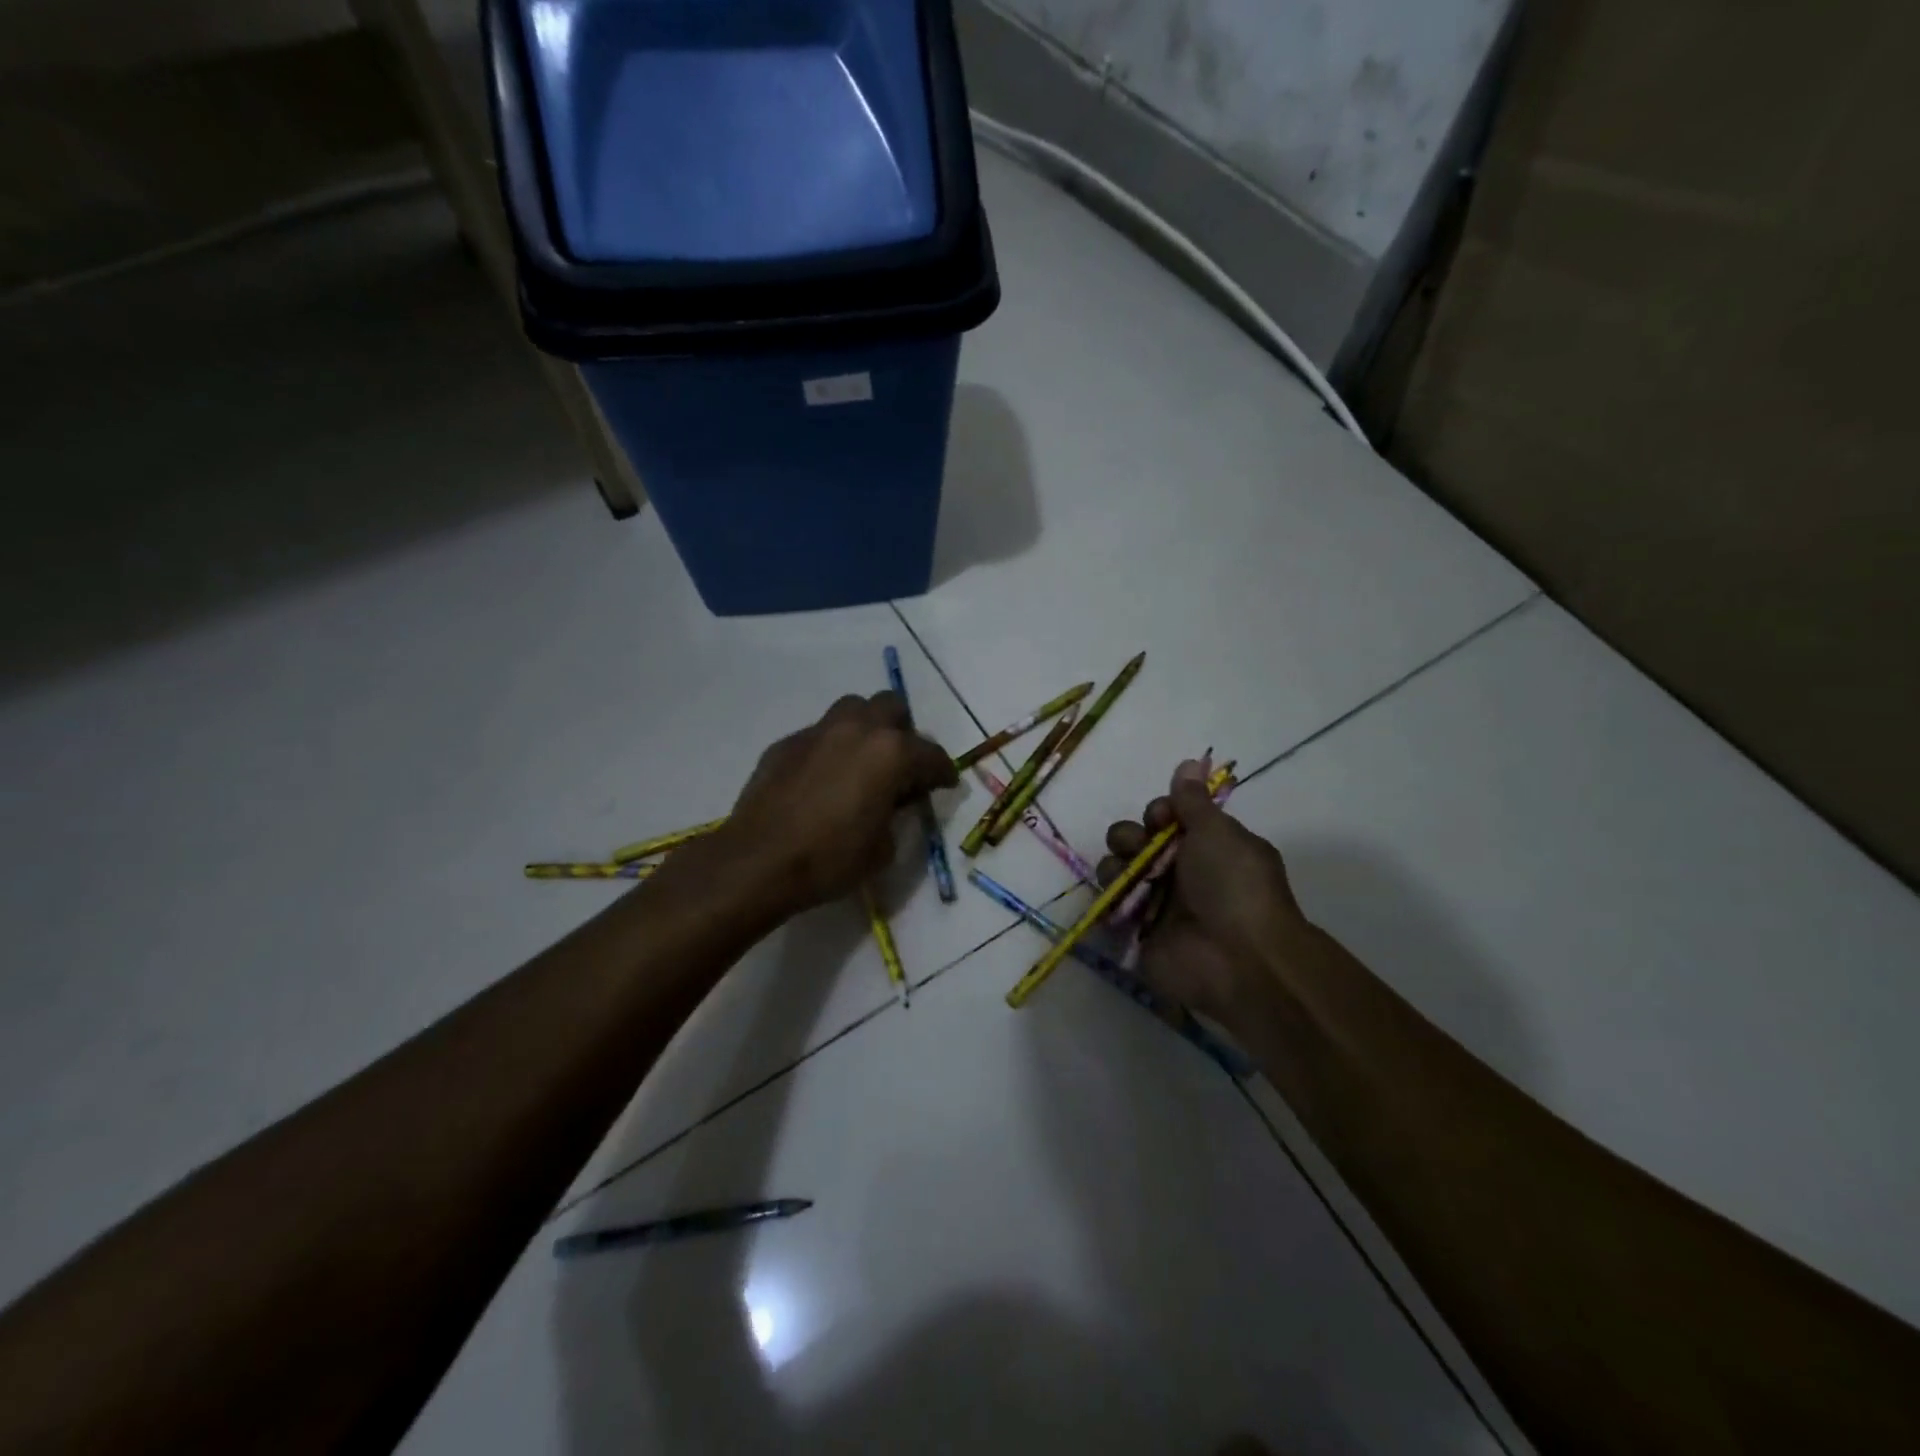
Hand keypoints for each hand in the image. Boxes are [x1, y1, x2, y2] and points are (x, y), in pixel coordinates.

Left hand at [710, 693, 956, 919]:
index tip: (945, 784)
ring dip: (866, 727)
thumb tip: (891, 804)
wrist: (759, 861)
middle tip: (901, 764)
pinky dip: (831, 748)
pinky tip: (824, 778)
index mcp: (891, 753)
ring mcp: (818, 731)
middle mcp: (858, 729)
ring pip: (853, 709)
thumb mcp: (883, 847)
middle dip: (904, 731)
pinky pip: (819, 734)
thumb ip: (896, 815)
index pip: (932, 754)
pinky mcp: (786, 743)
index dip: (943, 772)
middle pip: (892, 707)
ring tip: (863, 760)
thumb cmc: (830, 859)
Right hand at [1099, 760, 1310, 1024]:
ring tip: (1129, 880)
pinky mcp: (1138, 933)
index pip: (1165, 819)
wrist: (1239, 959)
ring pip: (1118, 870)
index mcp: (1205, 847)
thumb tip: (1190, 761)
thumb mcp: (1218, 832)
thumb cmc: (1233, 886)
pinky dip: (1108, 900)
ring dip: (1116, 866)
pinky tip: (1117, 900)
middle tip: (1140, 849)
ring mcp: (1157, 904)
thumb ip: (1193, 800)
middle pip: (1136, 841)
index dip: (1157, 813)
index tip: (1161, 818)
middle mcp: (1180, 873)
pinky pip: (1110, 908)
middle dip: (1129, 837)